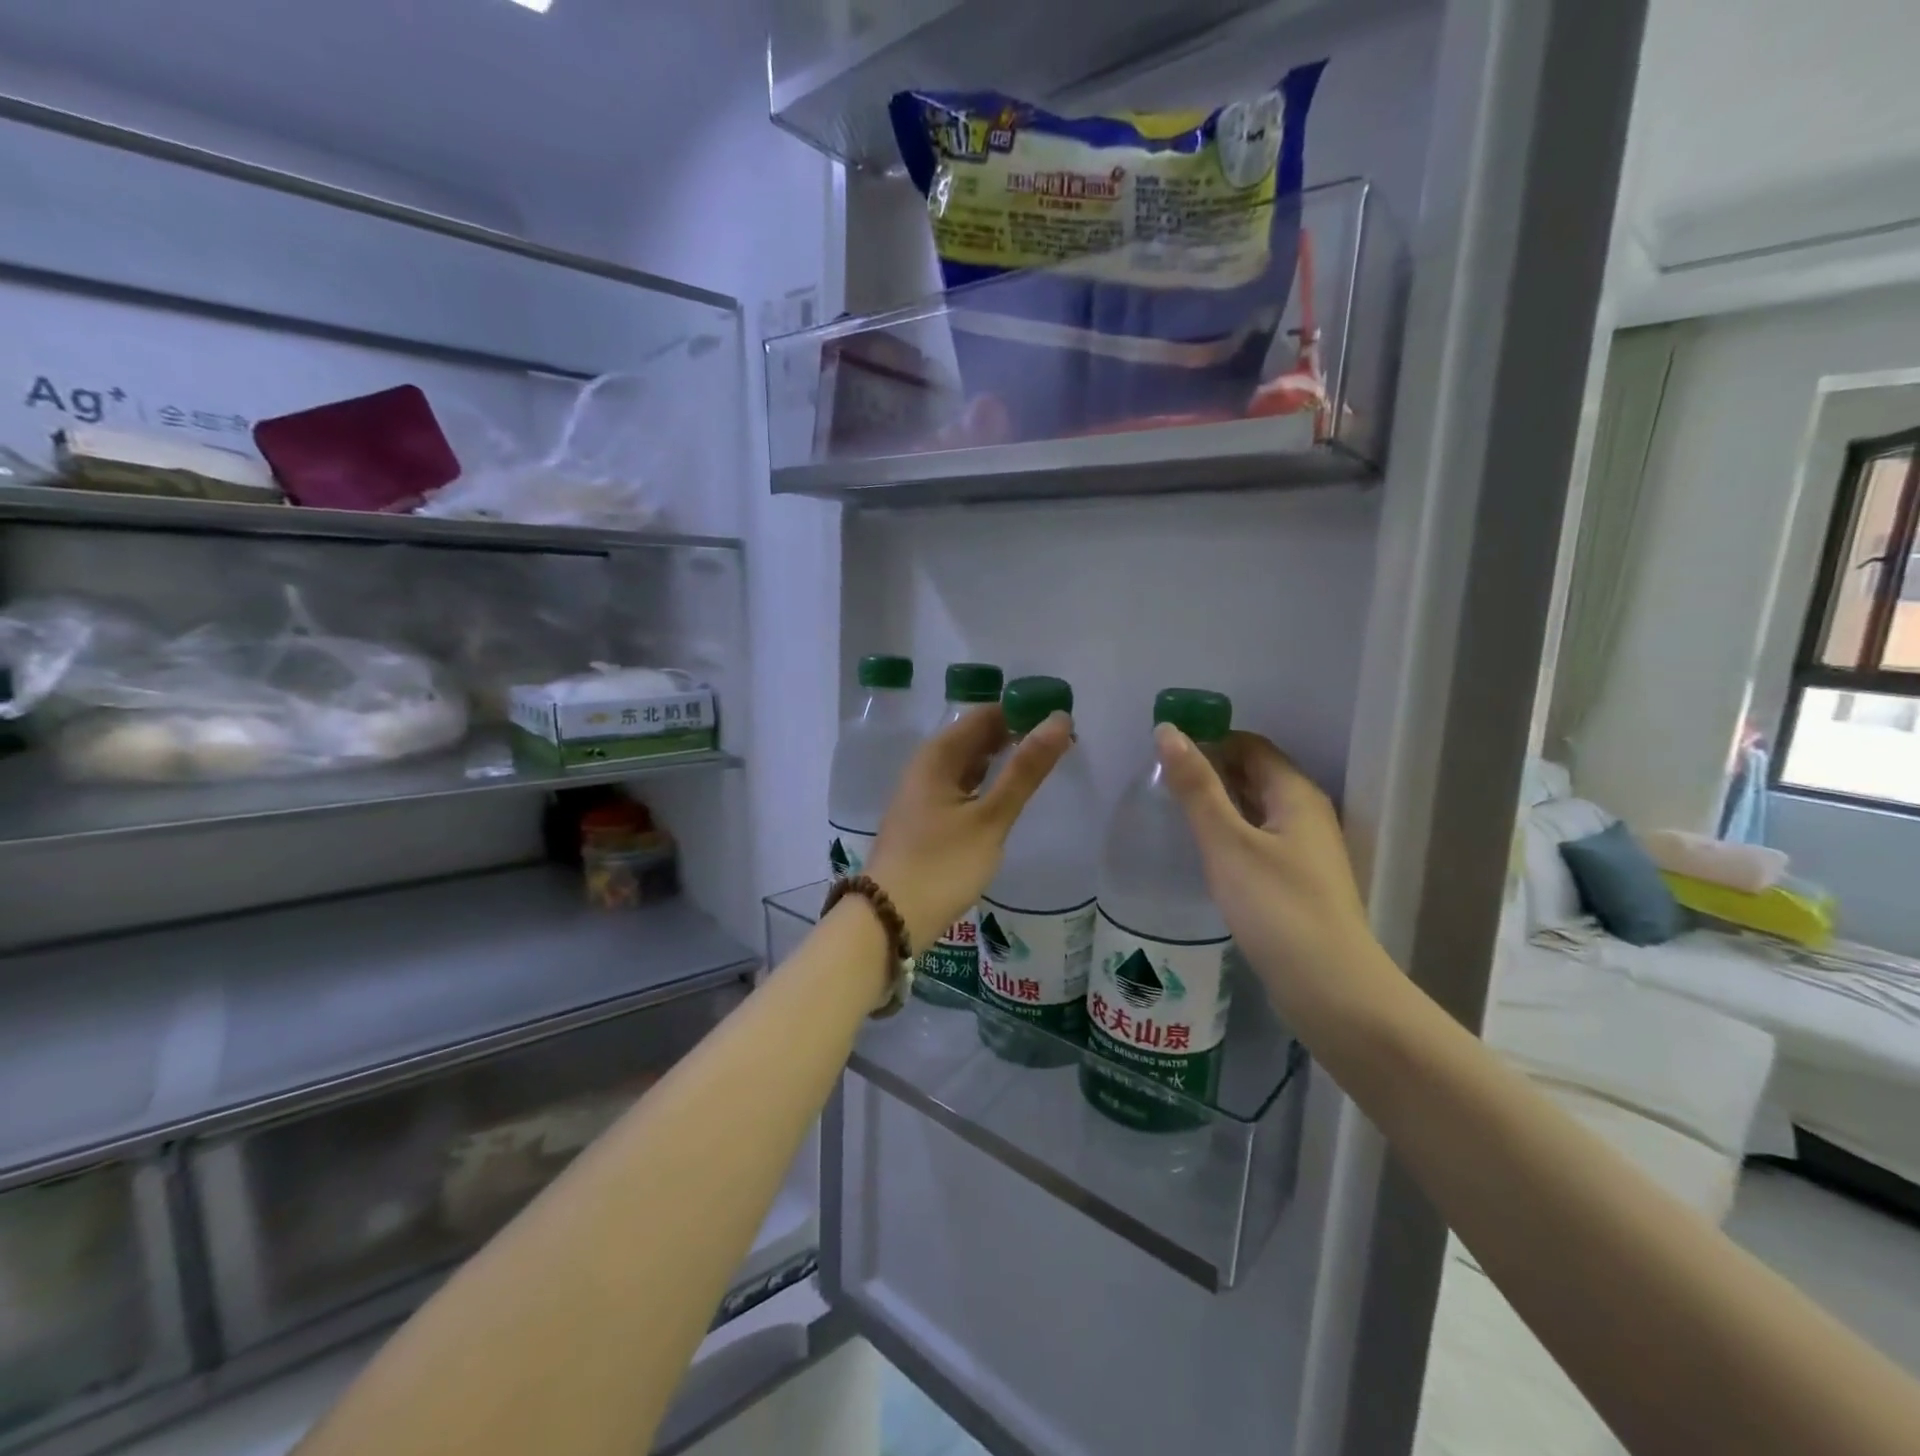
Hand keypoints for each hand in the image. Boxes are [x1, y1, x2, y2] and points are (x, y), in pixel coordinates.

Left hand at [865, 705, 1071, 953]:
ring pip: (968, 764)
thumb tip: (1059, 720)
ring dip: (1002, 761)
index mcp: (937, 755)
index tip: (1061, 723)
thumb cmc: (942, 865)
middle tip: (1062, 746)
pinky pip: (961, 787)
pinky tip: (1007, 798)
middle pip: (975, 737)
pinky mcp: (925, 819)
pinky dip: (987, 785)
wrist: (889, 918)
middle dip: (1015, 736)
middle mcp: (926, 766)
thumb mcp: (990, 818)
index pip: (985, 714)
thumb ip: (1025, 770)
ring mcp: (923, 794)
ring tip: (1042, 767)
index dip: (1023, 713)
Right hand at [1155, 727, 1383, 1023]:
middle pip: (1254, 774)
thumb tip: (1167, 731)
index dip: (1209, 740)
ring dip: (1218, 804)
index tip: (1164, 752)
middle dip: (1210, 771)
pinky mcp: (1297, 881)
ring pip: (1255, 809)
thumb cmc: (1276, 906)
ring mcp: (1305, 849)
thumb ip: (1196, 787)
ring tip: (1171, 812)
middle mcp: (1306, 813)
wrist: (1330, 987)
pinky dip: (1229, 833)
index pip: (1249, 745)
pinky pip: (1258, 839)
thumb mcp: (1227, 842)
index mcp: (1295, 793)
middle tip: (1159, 782)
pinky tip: (1203, 851)